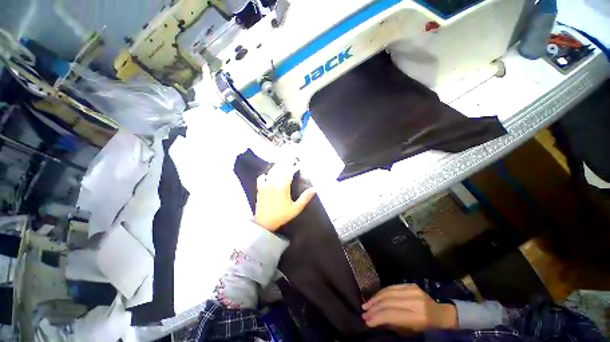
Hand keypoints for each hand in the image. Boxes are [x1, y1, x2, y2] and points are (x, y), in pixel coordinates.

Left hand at [254, 162, 315, 230]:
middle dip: (285, 164)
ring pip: (271, 172)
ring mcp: (265, 185)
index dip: (293, 167)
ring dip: (277, 167)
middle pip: (280, 169)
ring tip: (282, 164)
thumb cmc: (282, 216)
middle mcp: (273, 183)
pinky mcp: (260, 188)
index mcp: (283, 187)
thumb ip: (305, 198)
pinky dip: (266, 174)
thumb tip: (314, 189)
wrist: (264, 223)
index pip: (288, 172)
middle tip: (290, 160)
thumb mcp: (296, 208)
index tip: (297, 164)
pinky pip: (262, 177)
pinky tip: (269, 175)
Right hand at [362, 284, 456, 331]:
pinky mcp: (410, 284)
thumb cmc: (426, 328)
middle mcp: (414, 301)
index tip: (366, 321)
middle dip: (374, 307)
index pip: (392, 314)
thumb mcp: (411, 331)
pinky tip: (375, 297)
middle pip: (388, 302)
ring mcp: (413, 290)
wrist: (441, 315)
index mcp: (417, 317)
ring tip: (366, 304)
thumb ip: (393, 324)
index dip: (377, 317)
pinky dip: (381, 292)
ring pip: (388, 292)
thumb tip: (374, 320)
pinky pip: (392, 287)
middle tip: (364, 312)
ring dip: (375, 298)